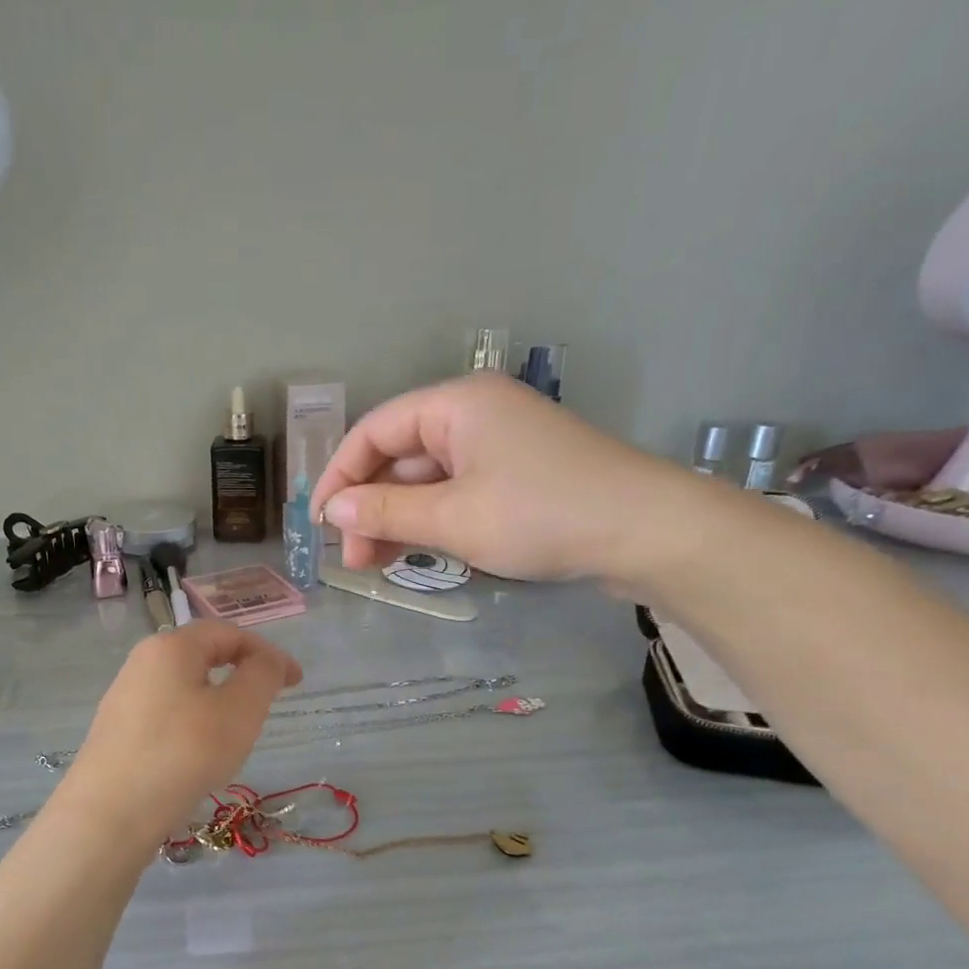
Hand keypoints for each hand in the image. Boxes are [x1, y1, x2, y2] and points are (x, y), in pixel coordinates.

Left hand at [59, 622, 303, 841]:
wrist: (109, 814)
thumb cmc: (183, 753)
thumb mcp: (239, 711)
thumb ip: (262, 675)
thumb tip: (267, 660)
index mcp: (171, 646)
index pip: (228, 633)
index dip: (267, 652)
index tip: (296, 682)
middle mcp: (142, 661)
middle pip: (202, 655)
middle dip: (241, 673)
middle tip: (267, 704)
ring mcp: (124, 696)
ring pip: (184, 686)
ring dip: (217, 700)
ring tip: (235, 735)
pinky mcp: (116, 730)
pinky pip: (165, 713)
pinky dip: (193, 722)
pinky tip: (197, 756)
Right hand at [311, 374, 709, 585]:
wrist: (648, 533)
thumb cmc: (541, 514)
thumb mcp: (452, 518)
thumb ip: (384, 510)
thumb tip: (331, 508)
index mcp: (455, 404)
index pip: (374, 431)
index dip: (339, 475)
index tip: (319, 523)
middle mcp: (474, 414)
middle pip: (399, 455)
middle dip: (370, 505)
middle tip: (353, 559)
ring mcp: (499, 444)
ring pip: (428, 478)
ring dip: (398, 517)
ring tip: (377, 564)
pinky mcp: (518, 473)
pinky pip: (457, 490)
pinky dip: (433, 519)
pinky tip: (417, 551)